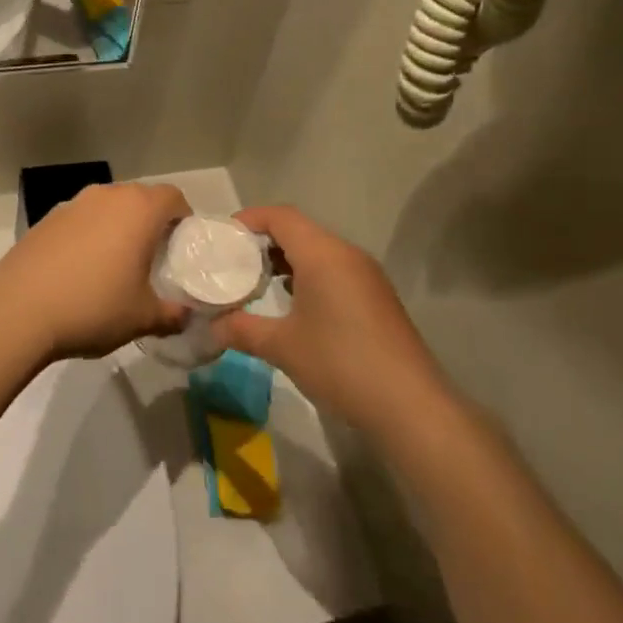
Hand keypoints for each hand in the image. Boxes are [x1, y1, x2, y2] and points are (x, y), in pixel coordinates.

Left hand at [0, 182, 191, 363]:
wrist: (16, 311)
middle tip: (152, 258)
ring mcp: (71, 204)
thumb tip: (185, 316)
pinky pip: (79, 220)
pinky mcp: (44, 219)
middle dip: (150, 222)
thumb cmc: (93, 307)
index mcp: (138, 209)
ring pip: (107, 207)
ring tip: (114, 266)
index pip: (173, 197)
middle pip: (139, 198)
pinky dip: (88, 236)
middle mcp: (106, 196)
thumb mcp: (143, 318)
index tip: (180, 247)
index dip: (183, 218)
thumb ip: (172, 315)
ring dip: (116, 227)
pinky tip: (79, 271)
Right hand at [212, 206, 451, 434]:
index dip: (248, 219)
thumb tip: (212, 327)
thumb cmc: (340, 364)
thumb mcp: (281, 346)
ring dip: (286, 260)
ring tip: (256, 282)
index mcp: (323, 254)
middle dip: (263, 241)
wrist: (410, 406)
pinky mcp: (377, 297)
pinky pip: (334, 270)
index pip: (280, 216)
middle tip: (232, 262)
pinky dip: (308, 276)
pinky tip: (292, 304)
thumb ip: (241, 329)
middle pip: (299, 230)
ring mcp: (366, 276)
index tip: (221, 237)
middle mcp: (347, 254)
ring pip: (318, 251)